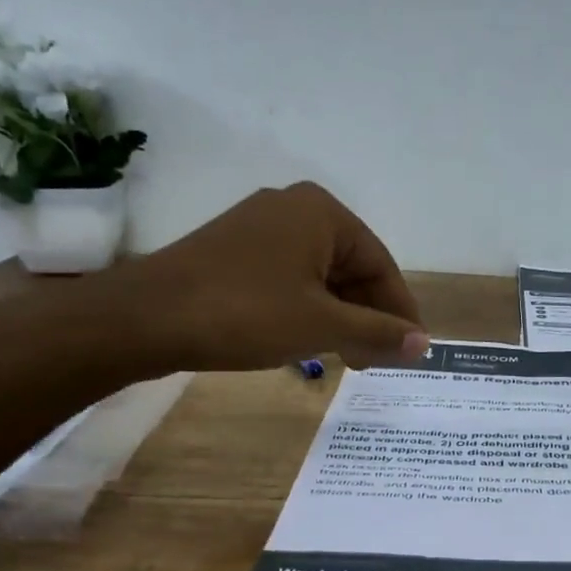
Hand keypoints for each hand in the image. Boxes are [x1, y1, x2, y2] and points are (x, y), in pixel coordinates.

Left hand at [90, 182, 428, 372]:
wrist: (145, 318)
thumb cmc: (245, 313)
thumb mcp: (322, 326)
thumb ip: (378, 333)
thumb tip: (425, 344)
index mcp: (323, 213)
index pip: (381, 265)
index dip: (399, 312)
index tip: (409, 350)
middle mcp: (294, 209)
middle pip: (351, 269)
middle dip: (367, 317)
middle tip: (374, 361)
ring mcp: (260, 228)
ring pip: (320, 277)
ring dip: (339, 318)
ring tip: (345, 358)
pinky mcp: (234, 251)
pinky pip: (290, 279)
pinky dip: (308, 310)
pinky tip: (307, 341)